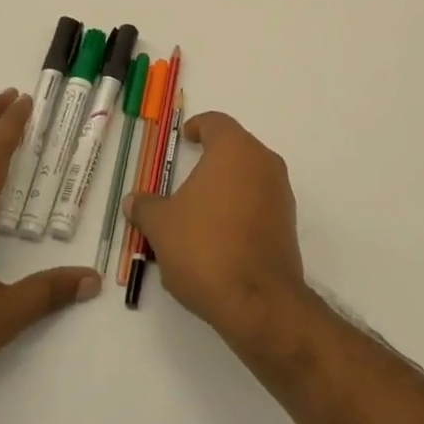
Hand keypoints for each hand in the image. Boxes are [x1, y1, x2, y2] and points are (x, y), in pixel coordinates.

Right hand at [123, 111, 308, 346]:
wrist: (258, 300)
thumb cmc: (205, 247)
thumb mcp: (162, 226)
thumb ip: (146, 207)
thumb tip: (134, 200)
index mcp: (234, 150)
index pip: (216, 122)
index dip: (198, 126)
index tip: (185, 138)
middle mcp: (264, 162)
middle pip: (236, 147)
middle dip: (212, 157)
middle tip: (187, 174)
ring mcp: (281, 193)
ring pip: (250, 175)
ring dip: (227, 184)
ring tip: (200, 208)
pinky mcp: (289, 223)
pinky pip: (260, 202)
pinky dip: (241, 207)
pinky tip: (220, 233)